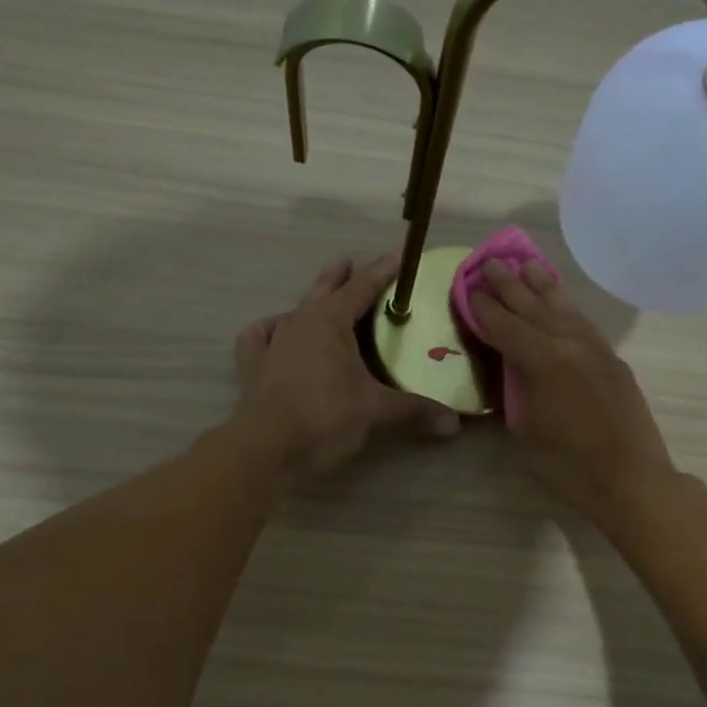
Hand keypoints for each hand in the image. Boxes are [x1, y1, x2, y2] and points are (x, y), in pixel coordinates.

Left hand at [232, 254, 460, 477]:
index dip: (382, 272)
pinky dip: (269, 331)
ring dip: (309, 303)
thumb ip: (415, 411)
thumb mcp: (376, 412)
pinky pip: (259, 338)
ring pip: (293, 311)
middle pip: (323, 290)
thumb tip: (454, 424)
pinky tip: (274, 334)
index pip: (362, 287)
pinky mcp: (252, 368)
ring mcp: (272, 343)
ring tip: (319, 302)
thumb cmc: (326, 418)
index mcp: (330, 320)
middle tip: (350, 264)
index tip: (398, 258)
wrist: (268, 449)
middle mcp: (298, 322)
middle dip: (340, 276)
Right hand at [468, 260, 680, 524]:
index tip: (469, 288)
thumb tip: (510, 370)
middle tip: (491, 263)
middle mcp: (570, 345)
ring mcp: (596, 350)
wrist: (632, 481)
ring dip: (542, 287)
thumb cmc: (569, 467)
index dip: (485, 308)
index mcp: (544, 363)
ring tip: (527, 265)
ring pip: (564, 309)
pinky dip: (567, 307)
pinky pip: (583, 323)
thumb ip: (515, 393)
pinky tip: (560, 302)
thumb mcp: (526, 433)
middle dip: (510, 286)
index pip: (507, 327)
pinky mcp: (613, 361)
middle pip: (534, 308)